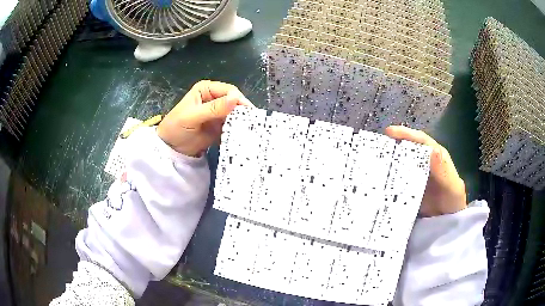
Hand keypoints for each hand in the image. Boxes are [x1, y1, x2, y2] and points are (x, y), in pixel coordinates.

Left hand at [157, 80, 253, 156]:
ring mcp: (218, 113)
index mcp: (206, 90)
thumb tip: (235, 99)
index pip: (228, 91)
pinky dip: (238, 131)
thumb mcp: (193, 117)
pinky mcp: (220, 126)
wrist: (170, 149)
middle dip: (242, 112)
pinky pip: (233, 126)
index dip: (239, 100)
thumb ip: (213, 108)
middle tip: (253, 123)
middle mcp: (214, 98)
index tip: (249, 112)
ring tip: (251, 131)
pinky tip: (243, 137)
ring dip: (242, 122)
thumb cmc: (176, 128)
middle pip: (234, 102)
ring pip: (236, 115)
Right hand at [385, 126, 466, 216]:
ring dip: (389, 160)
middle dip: (393, 144)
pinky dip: (389, 177)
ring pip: (401, 162)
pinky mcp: (409, 187)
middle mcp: (425, 162)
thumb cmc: (453, 202)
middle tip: (376, 146)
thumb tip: (432, 149)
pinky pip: (398, 179)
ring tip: (373, 161)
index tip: (390, 132)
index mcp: (436, 156)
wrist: (447, 223)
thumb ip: (443, 170)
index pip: (421, 140)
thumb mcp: (452, 186)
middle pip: (408, 148)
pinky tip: (379, 179)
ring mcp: (416, 175)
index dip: (407, 134)